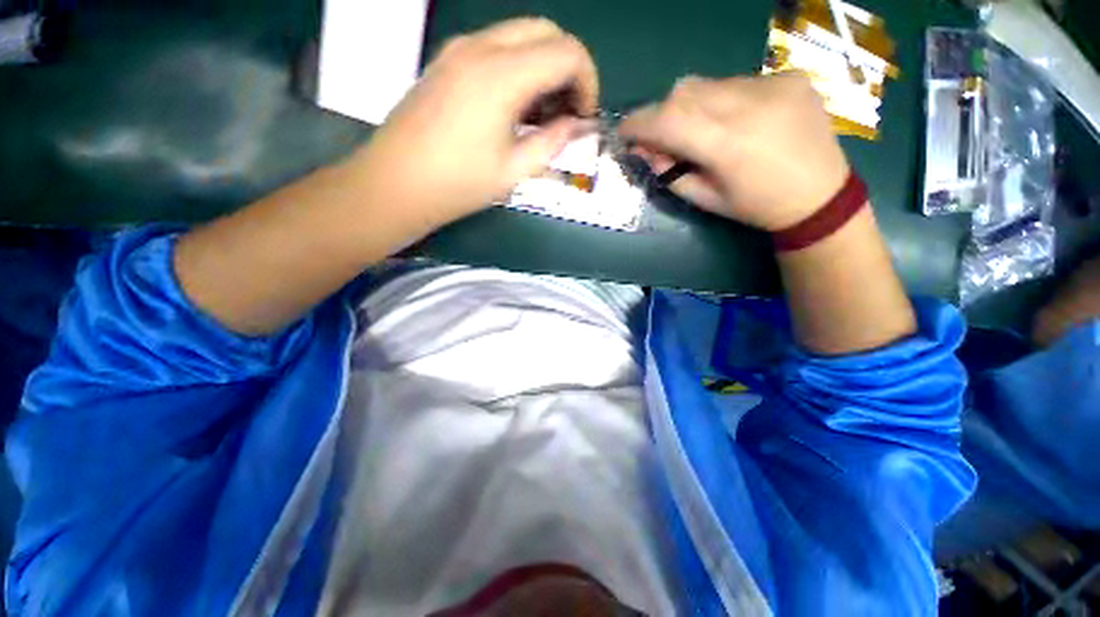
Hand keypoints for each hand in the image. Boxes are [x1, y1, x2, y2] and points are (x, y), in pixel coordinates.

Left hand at [353, 18, 598, 229]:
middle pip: (545, 31)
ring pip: (520, 35)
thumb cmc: (457, 185)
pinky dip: (518, 67)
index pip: (567, 52)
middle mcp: (481, 47)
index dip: (587, 81)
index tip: (584, 117)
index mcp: (502, 75)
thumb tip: (576, 126)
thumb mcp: (514, 171)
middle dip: (568, 67)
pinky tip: (515, 106)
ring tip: (542, 114)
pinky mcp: (446, 61)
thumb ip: (552, 142)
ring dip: (543, 65)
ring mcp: (459, 50)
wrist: (395, 184)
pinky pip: (495, 47)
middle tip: (567, 111)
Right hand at [619, 73, 849, 231]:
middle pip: (684, 92)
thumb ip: (670, 174)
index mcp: (727, 145)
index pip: (667, 121)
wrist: (820, 196)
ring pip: (708, 83)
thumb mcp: (705, 199)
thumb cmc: (756, 207)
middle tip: (663, 136)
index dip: (639, 124)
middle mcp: (750, 105)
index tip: (625, 131)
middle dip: (663, 113)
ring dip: (692, 105)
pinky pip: (736, 81)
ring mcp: (773, 85)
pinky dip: (722, 99)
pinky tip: (737, 120)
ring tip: (703, 129)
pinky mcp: (789, 76)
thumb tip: (647, 151)